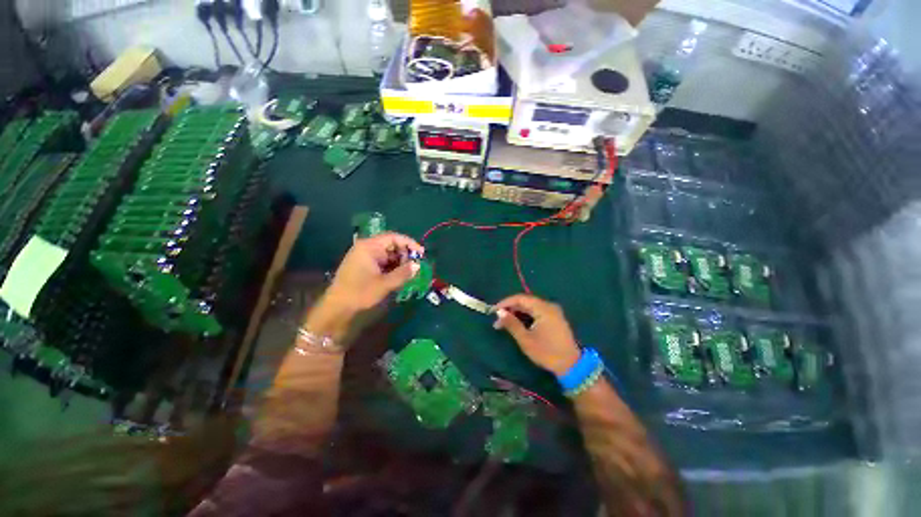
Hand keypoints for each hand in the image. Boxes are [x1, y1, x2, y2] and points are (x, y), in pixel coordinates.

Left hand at [325, 232, 424, 313]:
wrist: (337, 307)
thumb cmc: (360, 292)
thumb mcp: (385, 284)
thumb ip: (403, 273)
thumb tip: (418, 265)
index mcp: (369, 246)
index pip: (394, 237)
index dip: (409, 243)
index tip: (421, 253)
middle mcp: (366, 247)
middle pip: (391, 244)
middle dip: (405, 254)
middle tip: (415, 266)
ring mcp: (364, 256)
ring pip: (388, 254)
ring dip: (399, 261)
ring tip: (408, 272)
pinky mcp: (364, 264)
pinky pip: (382, 261)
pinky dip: (392, 266)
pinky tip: (398, 275)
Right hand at [493, 294, 580, 375]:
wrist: (571, 366)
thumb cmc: (547, 352)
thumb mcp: (526, 339)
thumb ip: (512, 323)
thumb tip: (499, 312)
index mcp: (543, 308)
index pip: (520, 298)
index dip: (505, 303)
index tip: (493, 310)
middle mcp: (549, 306)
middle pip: (525, 302)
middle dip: (510, 309)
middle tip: (498, 320)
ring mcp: (553, 312)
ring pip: (530, 307)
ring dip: (517, 313)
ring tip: (505, 323)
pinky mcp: (554, 319)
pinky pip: (536, 312)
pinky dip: (526, 316)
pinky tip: (517, 324)